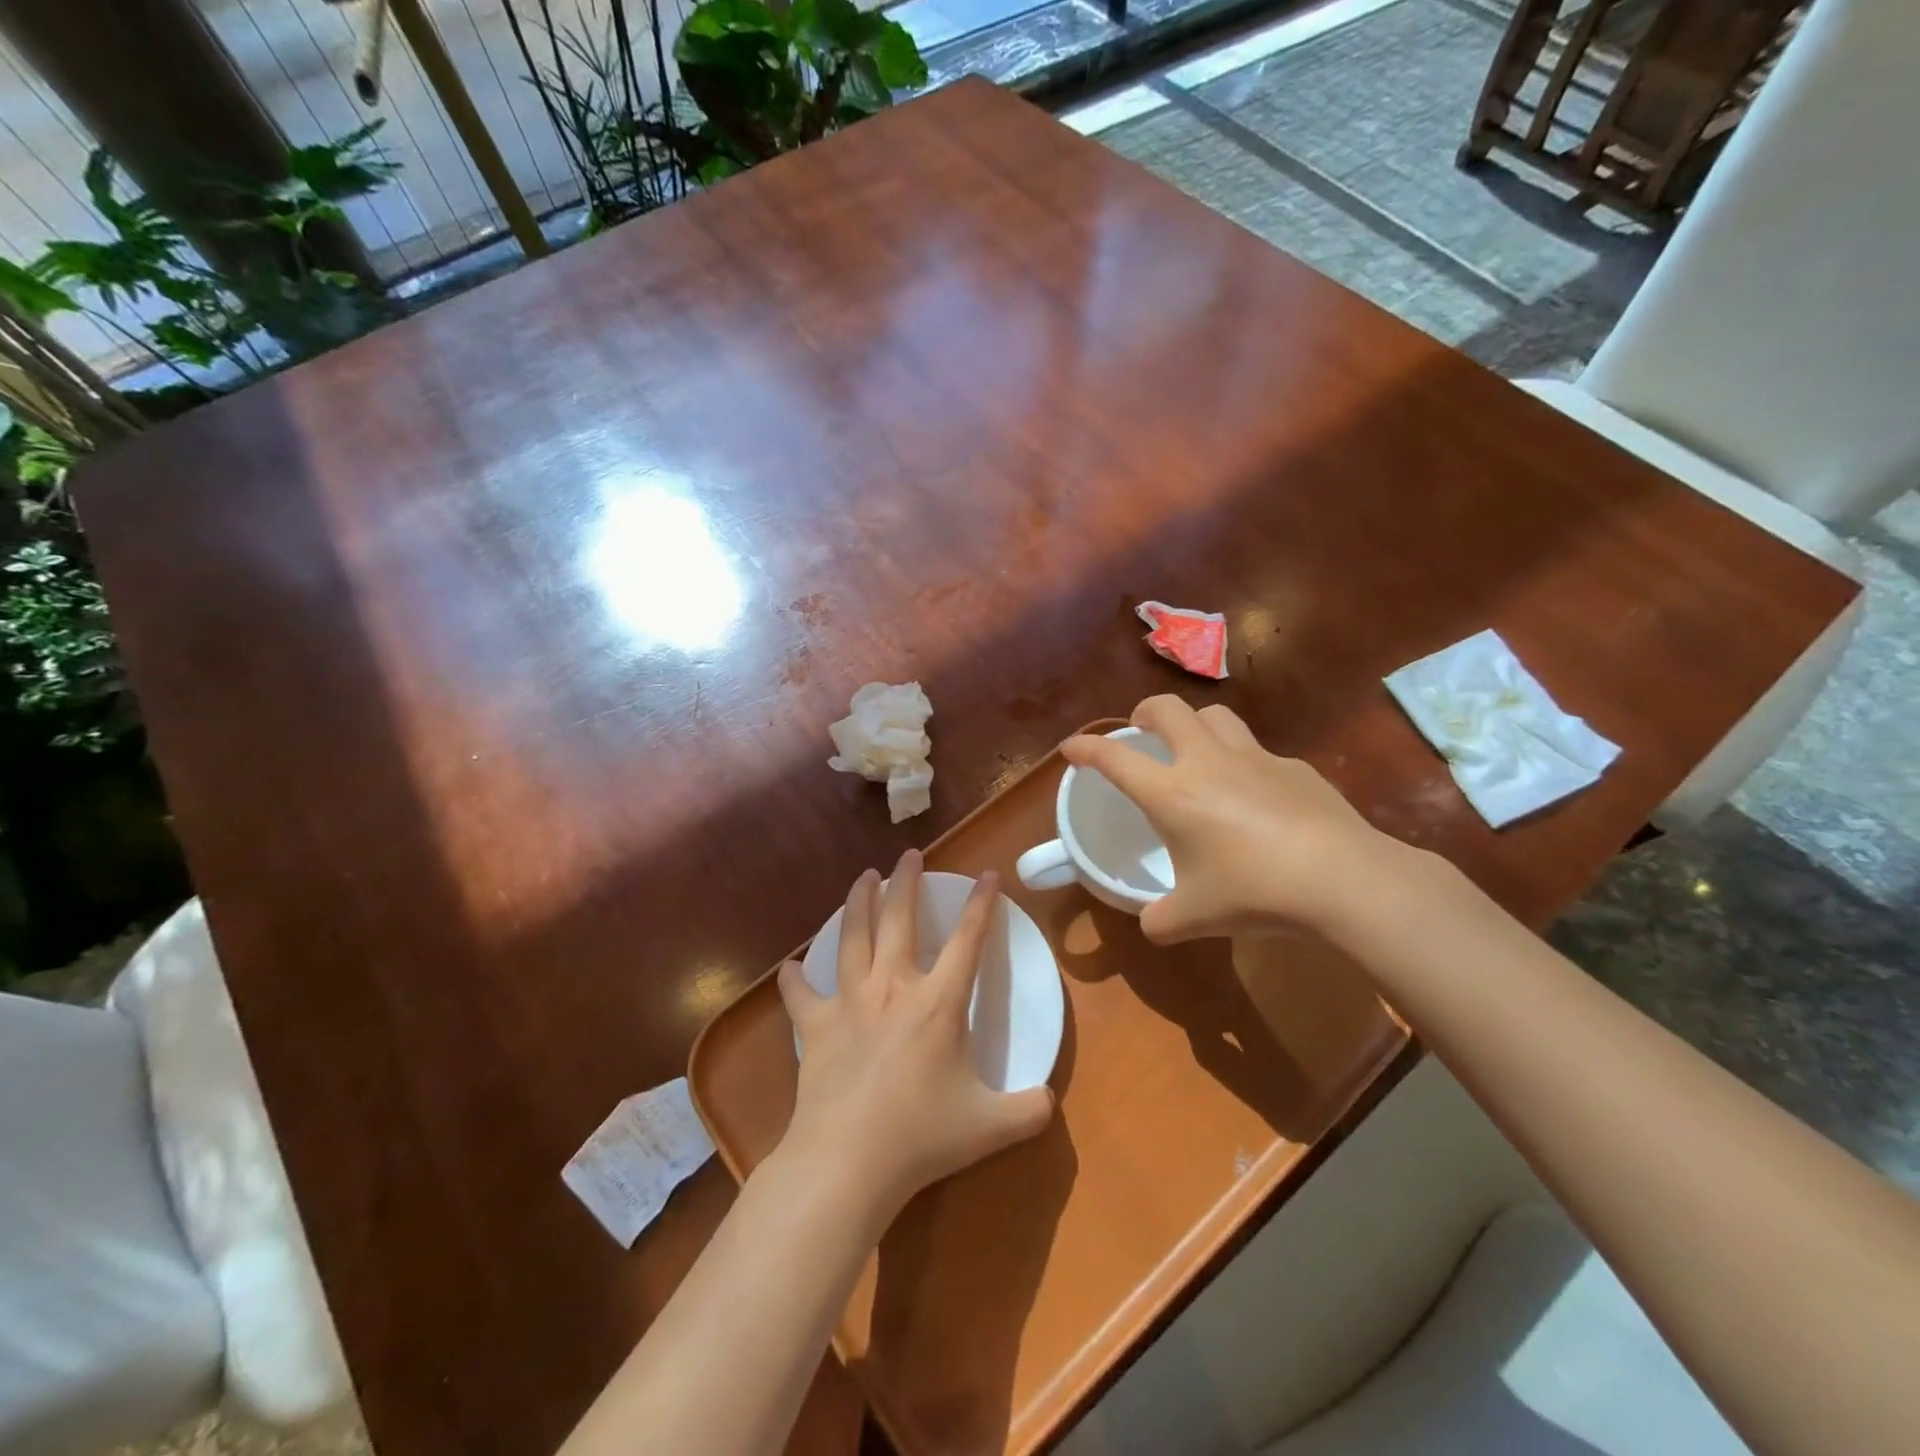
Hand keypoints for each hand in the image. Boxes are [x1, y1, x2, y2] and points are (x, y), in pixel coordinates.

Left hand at [777, 850, 1053, 1225]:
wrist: (848, 1161)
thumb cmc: (922, 1136)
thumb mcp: (991, 1126)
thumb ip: (1029, 1111)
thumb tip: (1050, 1103)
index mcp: (939, 1002)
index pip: (967, 939)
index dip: (980, 904)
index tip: (987, 874)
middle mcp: (893, 987)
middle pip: (900, 919)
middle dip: (908, 881)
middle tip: (909, 854)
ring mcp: (849, 1003)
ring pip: (853, 937)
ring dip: (859, 902)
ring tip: (864, 878)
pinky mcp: (814, 1027)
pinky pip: (800, 994)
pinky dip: (795, 977)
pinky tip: (791, 966)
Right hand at [1062, 696, 1417, 943]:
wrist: (1344, 881)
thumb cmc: (1255, 893)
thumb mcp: (1194, 917)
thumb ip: (1160, 919)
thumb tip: (1152, 923)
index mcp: (1172, 793)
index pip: (1114, 758)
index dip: (1086, 748)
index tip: (1071, 748)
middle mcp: (1208, 762)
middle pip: (1168, 709)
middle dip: (1144, 713)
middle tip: (1141, 732)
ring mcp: (1256, 759)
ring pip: (1216, 716)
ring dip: (1195, 725)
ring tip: (1195, 751)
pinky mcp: (1296, 768)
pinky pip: (1259, 753)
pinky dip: (1244, 763)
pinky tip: (1257, 798)